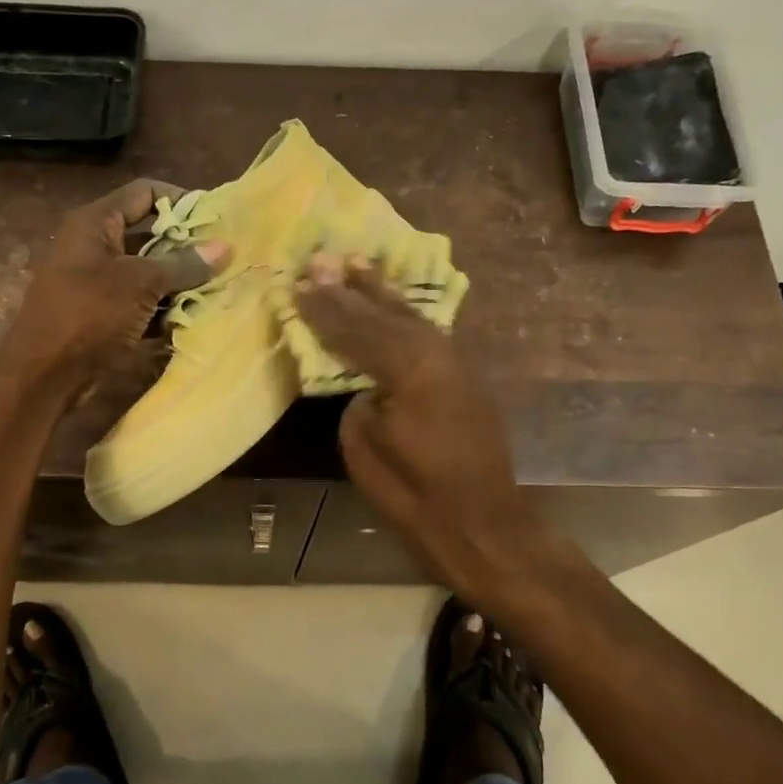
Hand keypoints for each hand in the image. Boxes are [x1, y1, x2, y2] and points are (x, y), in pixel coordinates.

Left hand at [0, 179, 229, 398]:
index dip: (180, 200)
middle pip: (149, 233)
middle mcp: (93, 246)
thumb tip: (224, 247)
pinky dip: (162, 308)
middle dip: (186, 247)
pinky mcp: (101, 314)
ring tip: (215, 288)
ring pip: (146, 271)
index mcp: (94, 223)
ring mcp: (96, 282)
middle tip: (223, 259)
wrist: (43, 375)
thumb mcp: (140, 284)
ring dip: (178, 281)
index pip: (144, 192)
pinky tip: (191, 317)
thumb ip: (183, 264)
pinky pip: (139, 302)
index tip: (215, 220)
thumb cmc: (89, 315)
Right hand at [294, 256, 546, 595]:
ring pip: (411, 317)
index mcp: (408, 368)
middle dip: (350, 289)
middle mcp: (435, 353)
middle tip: (323, 259)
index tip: (300, 283)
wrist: (482, 524)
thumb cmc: (414, 496)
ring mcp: (456, 363)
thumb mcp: (364, 448)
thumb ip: (358, 400)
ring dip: (382, 293)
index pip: (356, 330)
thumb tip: (365, 382)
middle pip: (384, 315)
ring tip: (358, 264)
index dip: (325, 309)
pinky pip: (429, 333)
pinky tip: (395, 304)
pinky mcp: (465, 377)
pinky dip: (406, 315)